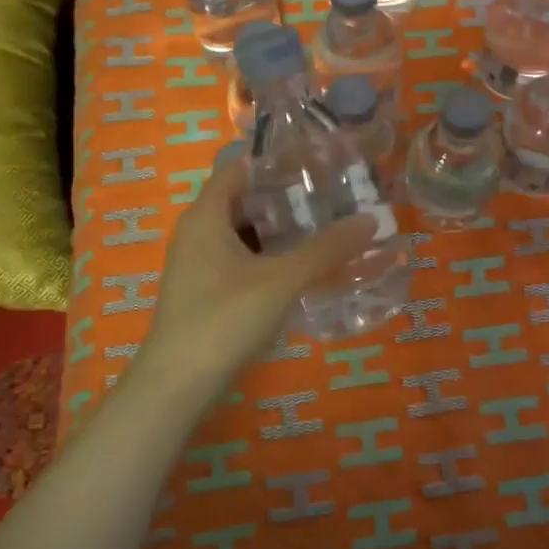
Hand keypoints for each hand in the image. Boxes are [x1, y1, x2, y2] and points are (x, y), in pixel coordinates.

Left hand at [142, 158, 377, 396]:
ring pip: (246, 232)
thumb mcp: (281, 280)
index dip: (276, 161)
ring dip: (281, 229)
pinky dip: (271, 256)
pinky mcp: (206, 291)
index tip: (317, 161)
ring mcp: (200, 264)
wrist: (177, 386)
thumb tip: (370, 218)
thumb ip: (326, 249)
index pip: (240, 168)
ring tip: (326, 226)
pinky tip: (303, 267)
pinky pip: (242, 259)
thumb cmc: (223, 320)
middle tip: (332, 194)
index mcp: (206, 216)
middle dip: (287, 196)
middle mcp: (198, 232)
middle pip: (245, 199)